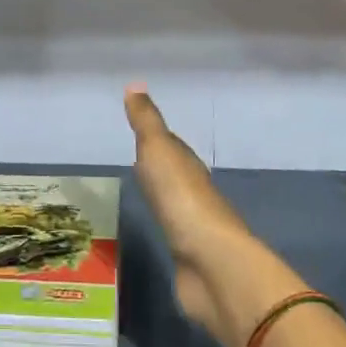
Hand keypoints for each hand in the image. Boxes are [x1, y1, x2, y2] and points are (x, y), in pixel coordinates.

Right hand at [126, 85, 304, 346]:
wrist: (210, 262)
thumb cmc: (182, 199)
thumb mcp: (159, 151)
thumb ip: (146, 122)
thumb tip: (135, 84)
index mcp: (188, 165)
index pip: (171, 146)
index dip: (156, 138)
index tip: (140, 131)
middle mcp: (193, 192)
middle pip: (175, 173)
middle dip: (159, 166)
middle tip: (135, 159)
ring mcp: (193, 226)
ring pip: (174, 202)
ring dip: (161, 196)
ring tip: (140, 192)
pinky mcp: (188, 256)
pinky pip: (172, 231)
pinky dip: (163, 225)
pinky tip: (155, 227)